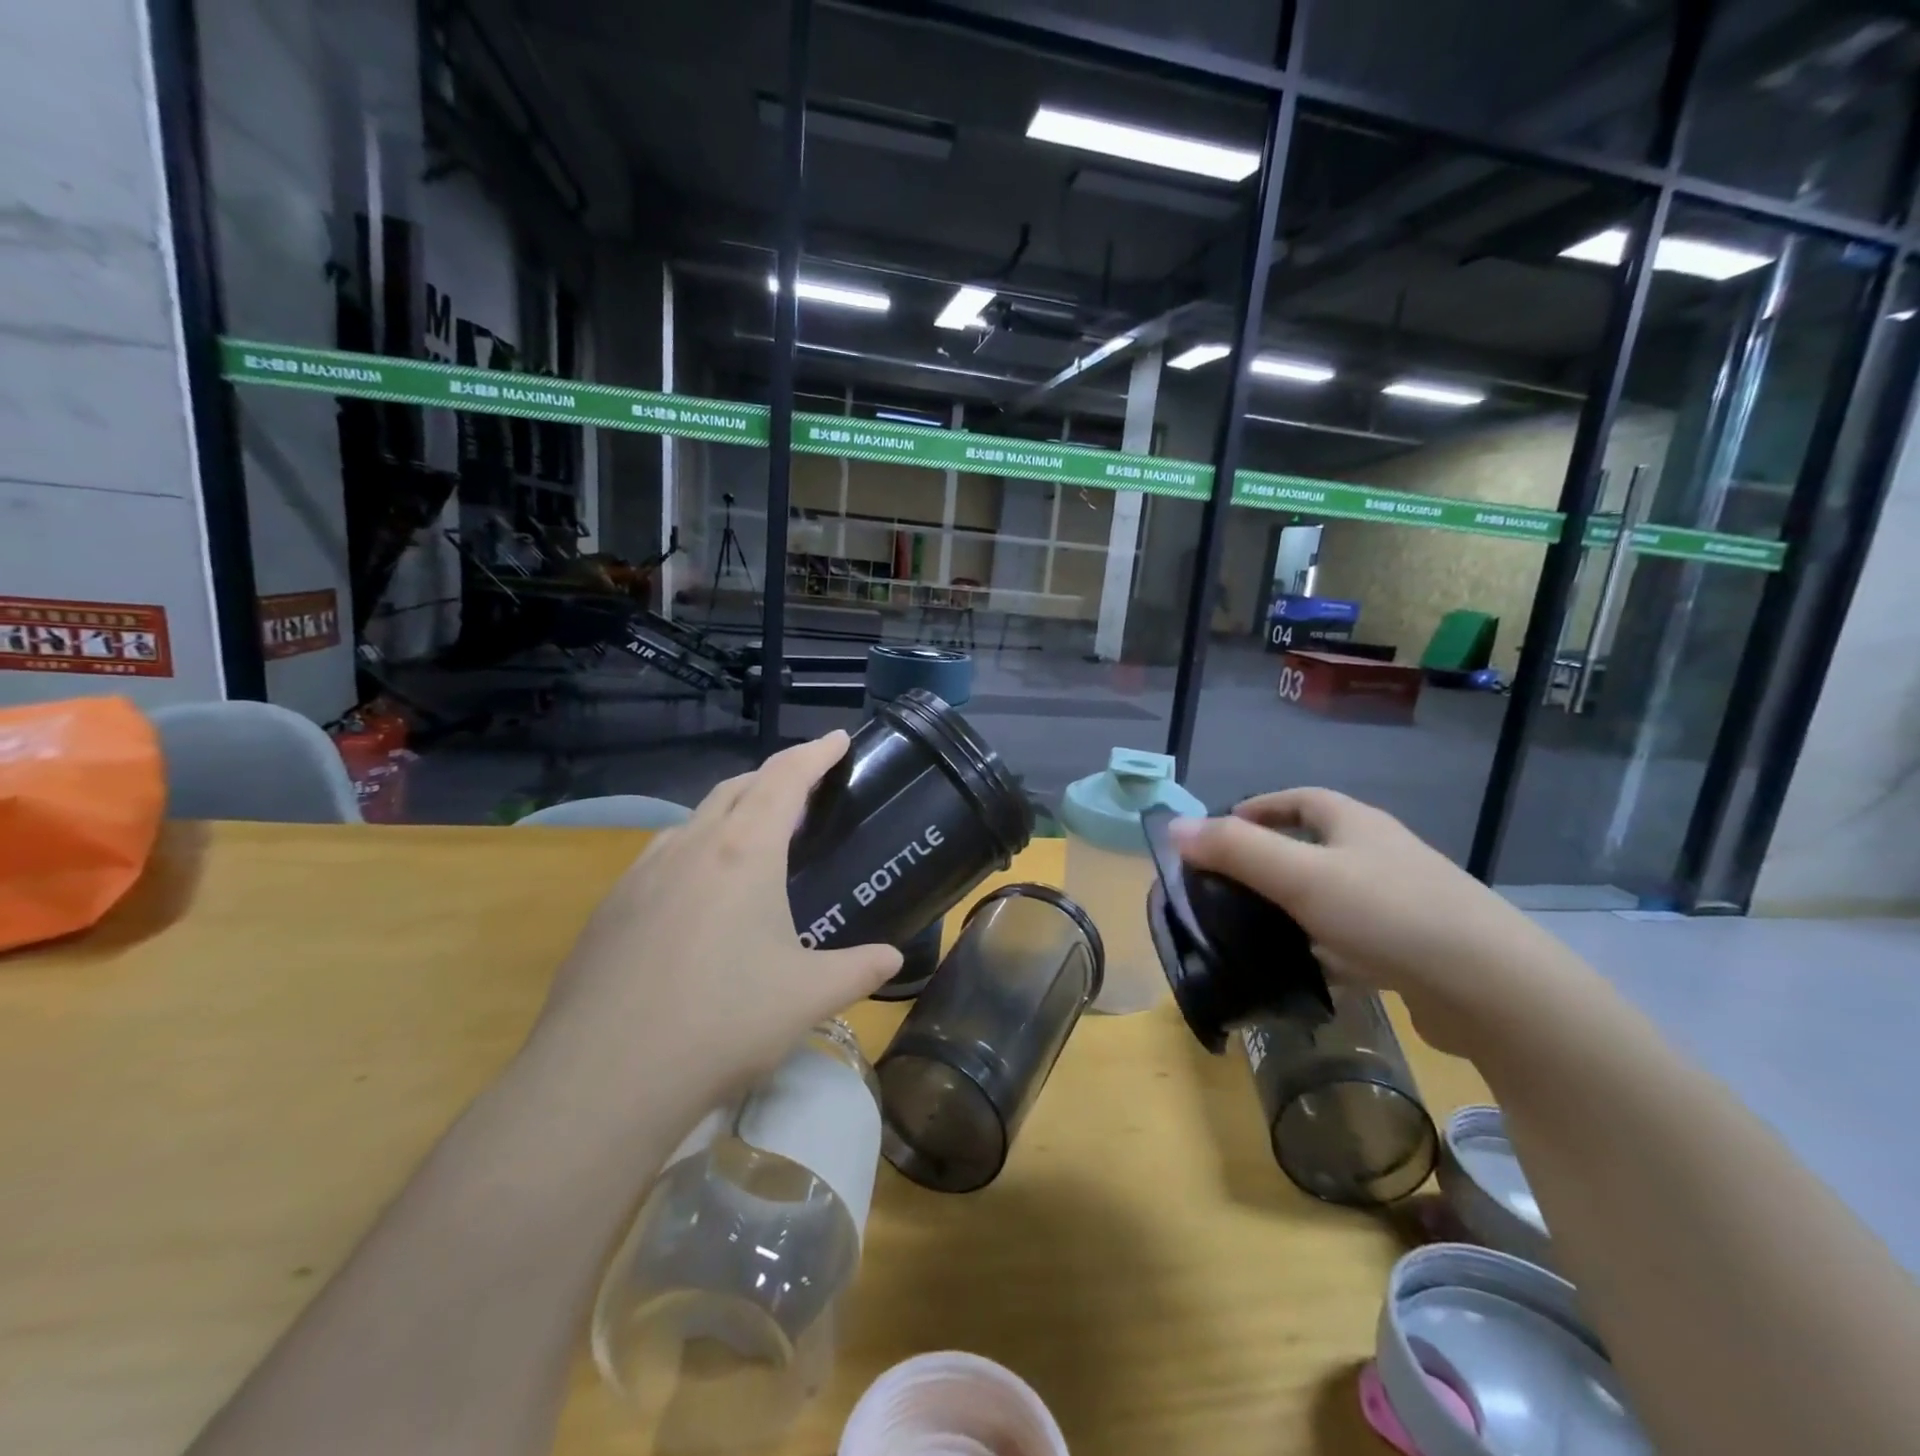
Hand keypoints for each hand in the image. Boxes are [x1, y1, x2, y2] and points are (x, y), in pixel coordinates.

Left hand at [521, 731, 901, 1110]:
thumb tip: (894, 958)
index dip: (815, 753)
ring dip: (728, 814)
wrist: (602, 1079)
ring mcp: (640, 876)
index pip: (785, 779)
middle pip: (735, 788)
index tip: (837, 739)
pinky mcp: (609, 910)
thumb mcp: (808, 997)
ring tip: (750, 841)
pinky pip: (660, 859)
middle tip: (801, 791)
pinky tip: (695, 899)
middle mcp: (689, 848)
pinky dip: (692, 854)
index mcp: (743, 852)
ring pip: (692, 821)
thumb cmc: (723, 1023)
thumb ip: (860, 969)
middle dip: (772, 778)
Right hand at [1169, 789, 1580, 1056]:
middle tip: (1228, 883)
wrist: (1494, 990)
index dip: (1259, 806)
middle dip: (1271, 858)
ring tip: (1254, 928)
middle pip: (1316, 845)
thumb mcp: (1300, 876)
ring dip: (1295, 905)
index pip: (1300, 799)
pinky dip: (1325, 946)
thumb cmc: (1389, 914)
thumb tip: (1174, 827)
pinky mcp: (1416, 948)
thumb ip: (1235, 850)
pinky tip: (1307, 970)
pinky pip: (1356, 937)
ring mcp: (1404, 902)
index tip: (1222, 827)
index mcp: (1356, 825)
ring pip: (1334, 894)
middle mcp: (1381, 854)